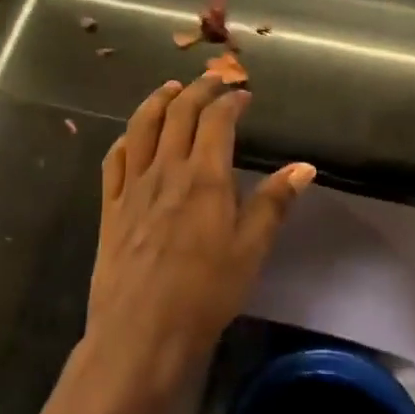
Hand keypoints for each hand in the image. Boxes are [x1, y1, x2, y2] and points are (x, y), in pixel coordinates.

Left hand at [87, 76, 315, 396]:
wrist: (141, 332)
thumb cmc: (205, 294)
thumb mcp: (250, 250)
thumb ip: (273, 204)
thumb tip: (304, 167)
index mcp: (204, 178)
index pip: (217, 121)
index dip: (231, 101)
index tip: (243, 95)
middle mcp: (166, 170)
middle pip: (178, 114)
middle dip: (197, 90)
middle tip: (212, 81)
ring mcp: (133, 187)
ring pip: (141, 127)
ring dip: (157, 101)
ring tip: (170, 89)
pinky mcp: (110, 207)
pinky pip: (114, 160)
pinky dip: (126, 138)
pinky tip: (132, 136)